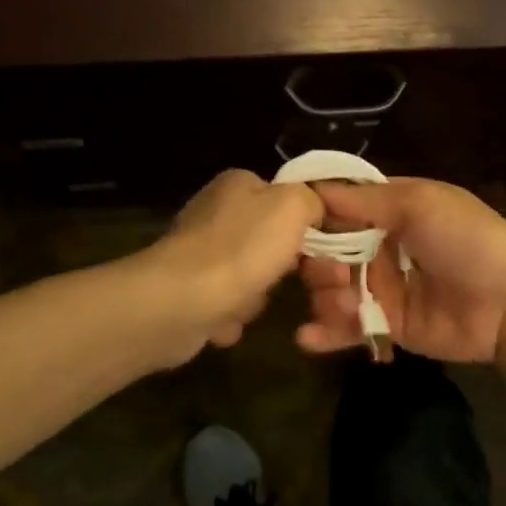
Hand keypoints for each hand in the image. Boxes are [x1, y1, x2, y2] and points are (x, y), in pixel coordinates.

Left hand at [148, 169, 322, 357]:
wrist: (179, 303)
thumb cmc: (241, 249)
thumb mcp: (293, 207)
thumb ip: (311, 200)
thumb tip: (313, 210)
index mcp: (237, 184)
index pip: (284, 196)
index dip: (308, 221)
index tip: (326, 248)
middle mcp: (215, 212)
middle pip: (270, 238)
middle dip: (287, 266)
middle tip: (302, 282)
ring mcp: (198, 252)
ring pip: (251, 274)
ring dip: (258, 295)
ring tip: (251, 302)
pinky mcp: (186, 290)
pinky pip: (226, 303)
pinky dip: (231, 315)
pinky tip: (227, 321)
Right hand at [296, 177, 505, 362]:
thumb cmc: (466, 238)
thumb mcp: (419, 203)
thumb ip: (365, 200)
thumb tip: (313, 188)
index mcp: (392, 209)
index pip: (340, 207)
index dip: (314, 215)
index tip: (288, 224)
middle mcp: (382, 245)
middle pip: (330, 250)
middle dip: (319, 261)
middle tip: (331, 273)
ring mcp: (385, 287)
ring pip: (334, 289)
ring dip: (325, 295)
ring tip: (339, 301)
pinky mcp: (389, 325)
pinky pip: (350, 327)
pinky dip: (326, 333)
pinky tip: (308, 338)